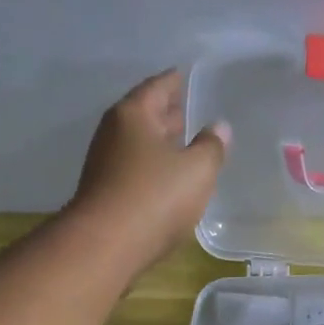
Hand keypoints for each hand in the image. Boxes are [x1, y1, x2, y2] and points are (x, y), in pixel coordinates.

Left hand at [65, 69, 229, 272]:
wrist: (105, 247)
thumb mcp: (197, 171)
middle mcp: (113, 133)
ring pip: (139, 145)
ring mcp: (104, 165)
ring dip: (160, 144)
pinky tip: (167, 181)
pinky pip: (134, 171)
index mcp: (133, 114)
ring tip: (184, 147)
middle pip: (145, 115)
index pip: (158, 87)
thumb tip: (219, 127)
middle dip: (168, 115)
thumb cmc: (154, 198)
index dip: (176, 82)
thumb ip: (212, 146)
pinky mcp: (105, 195)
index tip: (189, 77)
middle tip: (192, 112)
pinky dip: (151, 169)